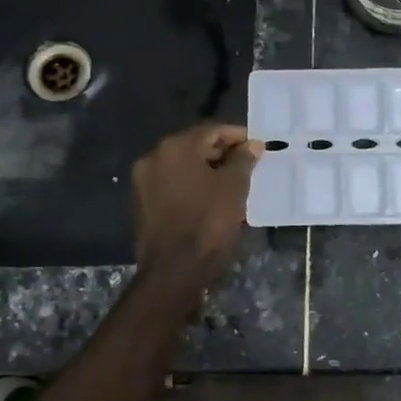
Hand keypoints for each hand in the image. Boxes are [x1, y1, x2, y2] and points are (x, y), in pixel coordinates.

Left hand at [132, 123, 260, 288]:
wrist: (174, 271)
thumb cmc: (208, 223)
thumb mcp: (234, 188)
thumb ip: (244, 160)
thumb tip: (252, 144)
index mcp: (175, 147)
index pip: (212, 130)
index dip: (237, 136)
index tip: (258, 146)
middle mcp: (154, 157)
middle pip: (194, 145)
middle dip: (222, 153)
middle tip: (248, 165)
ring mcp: (143, 181)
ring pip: (182, 166)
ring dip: (206, 169)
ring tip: (232, 183)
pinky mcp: (141, 203)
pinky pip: (172, 184)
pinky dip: (191, 185)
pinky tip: (210, 198)